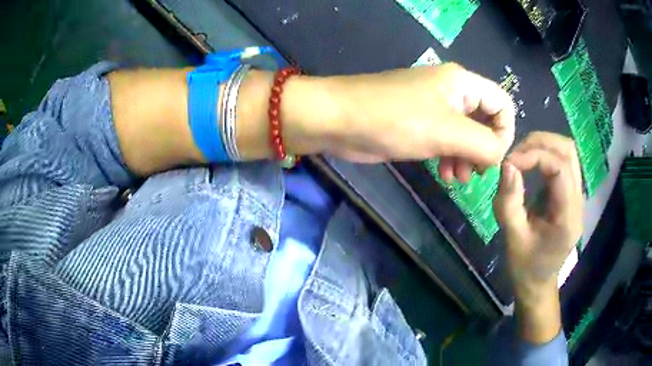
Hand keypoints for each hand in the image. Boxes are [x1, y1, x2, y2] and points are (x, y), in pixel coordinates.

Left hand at [325, 63, 514, 179]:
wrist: (340, 120)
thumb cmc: (395, 120)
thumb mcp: (447, 132)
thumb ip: (483, 144)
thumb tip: (500, 154)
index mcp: (463, 83)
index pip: (502, 104)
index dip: (505, 132)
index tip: (494, 159)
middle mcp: (452, 92)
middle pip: (486, 121)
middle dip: (484, 149)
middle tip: (476, 172)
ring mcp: (434, 108)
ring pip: (467, 135)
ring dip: (468, 158)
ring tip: (458, 178)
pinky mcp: (419, 125)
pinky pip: (447, 141)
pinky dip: (451, 158)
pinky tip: (445, 175)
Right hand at [493, 131, 582, 342]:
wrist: (538, 283)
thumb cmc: (525, 267)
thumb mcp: (513, 238)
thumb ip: (509, 202)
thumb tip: (507, 165)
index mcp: (568, 217)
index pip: (560, 168)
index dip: (534, 156)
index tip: (509, 163)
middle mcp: (578, 201)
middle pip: (568, 151)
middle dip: (540, 143)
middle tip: (515, 155)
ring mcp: (577, 196)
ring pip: (568, 152)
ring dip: (543, 146)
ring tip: (521, 156)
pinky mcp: (570, 194)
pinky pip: (562, 162)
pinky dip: (545, 155)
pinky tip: (529, 164)